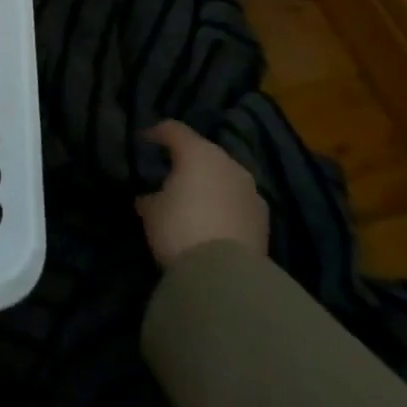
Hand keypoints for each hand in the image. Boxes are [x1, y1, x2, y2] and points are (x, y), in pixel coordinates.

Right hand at [134, 120, 269, 265]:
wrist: (227, 276)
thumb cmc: (180, 229)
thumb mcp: (151, 211)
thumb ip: (151, 197)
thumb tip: (151, 197)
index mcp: (198, 153)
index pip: (173, 130)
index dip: (155, 133)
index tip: (142, 141)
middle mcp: (229, 165)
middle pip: (203, 152)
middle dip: (186, 160)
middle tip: (168, 172)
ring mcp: (251, 192)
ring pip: (224, 177)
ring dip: (209, 183)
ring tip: (192, 198)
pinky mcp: (264, 220)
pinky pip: (237, 201)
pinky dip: (224, 204)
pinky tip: (211, 219)